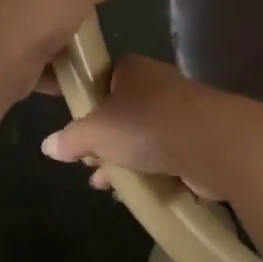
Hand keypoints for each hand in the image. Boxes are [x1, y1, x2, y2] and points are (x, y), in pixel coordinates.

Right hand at [40, 55, 246, 200]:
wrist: (214, 143)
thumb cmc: (147, 125)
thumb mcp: (97, 131)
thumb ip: (71, 138)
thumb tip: (48, 146)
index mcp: (131, 69)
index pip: (101, 80)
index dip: (85, 105)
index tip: (73, 132)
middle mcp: (157, 85)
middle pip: (120, 112)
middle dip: (102, 141)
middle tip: (88, 163)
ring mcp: (180, 113)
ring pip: (141, 137)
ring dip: (123, 160)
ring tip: (105, 184)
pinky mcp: (196, 140)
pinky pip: (164, 156)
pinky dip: (148, 172)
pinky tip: (134, 192)